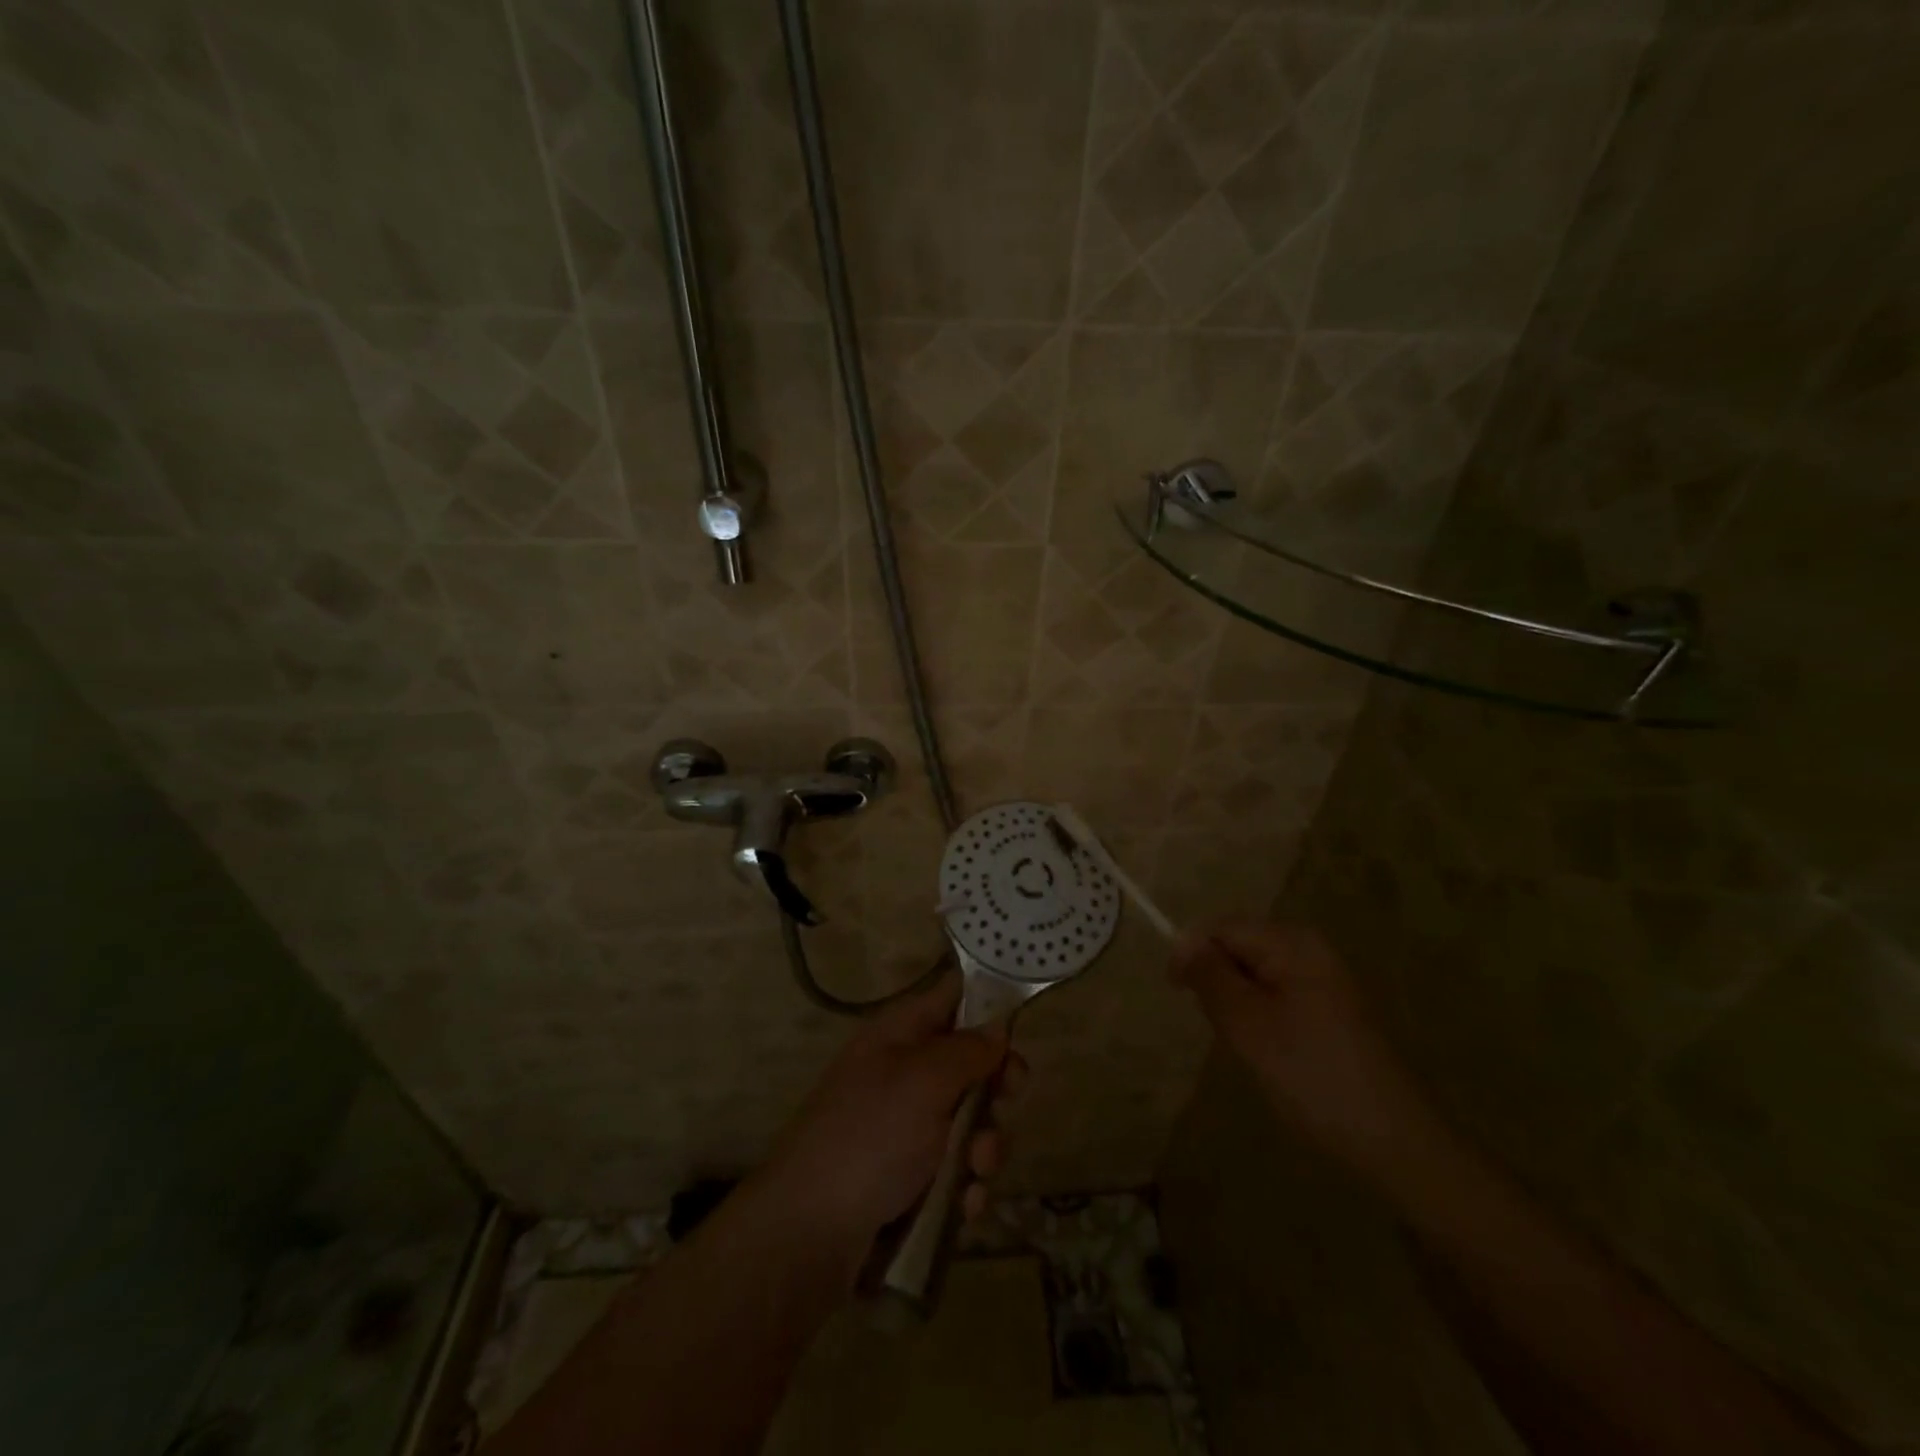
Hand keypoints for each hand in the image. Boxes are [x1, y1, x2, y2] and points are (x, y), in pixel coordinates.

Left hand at [756, 974, 1024, 1264]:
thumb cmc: (871, 1135)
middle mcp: (904, 1073)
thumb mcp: (925, 1079)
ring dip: (985, 1146)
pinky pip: (957, 1168)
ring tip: (976, 1171)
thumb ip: (968, 1049)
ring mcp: (906, 1127)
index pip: (952, 997)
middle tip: (1007, 1102)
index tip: (1021, 1028)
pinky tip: (964, 1206)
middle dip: (995, 1089)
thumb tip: (996, 1027)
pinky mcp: (910, 1176)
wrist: (810, 1231)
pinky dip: (966, 1185)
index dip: (989, 1005)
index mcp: (900, 1034)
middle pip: (970, 1064)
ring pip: (971, 1122)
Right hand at [1171, 923, 1439, 1184]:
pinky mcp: (1331, 1008)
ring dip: (1236, 1000)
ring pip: (1255, 972)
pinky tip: (1267, 1051)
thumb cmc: (1311, 1076)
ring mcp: (1324, 978)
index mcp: (1293, 943)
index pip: (1222, 926)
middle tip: (1218, 1025)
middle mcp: (1311, 949)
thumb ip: (1210, 976)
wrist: (1392, 1141)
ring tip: (1243, 1042)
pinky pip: (1277, 993)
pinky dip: (1259, 1015)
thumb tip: (1183, 943)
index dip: (1192, 951)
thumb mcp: (1247, 1024)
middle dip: (1217, 978)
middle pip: (1239, 945)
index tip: (1176, 992)